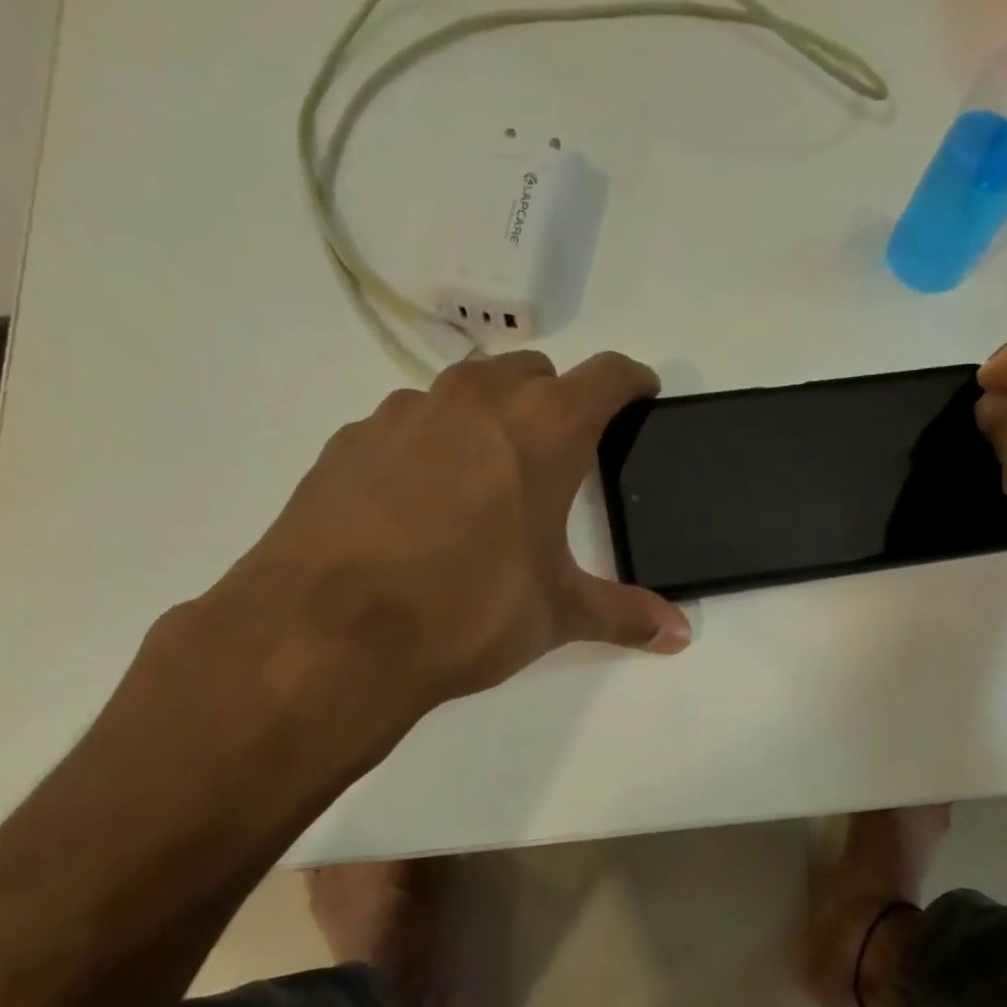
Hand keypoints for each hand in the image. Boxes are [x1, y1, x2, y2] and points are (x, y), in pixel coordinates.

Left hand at [182, 350, 690, 780]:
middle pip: (534, 371)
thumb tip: (679, 635)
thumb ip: (624, 614)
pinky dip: (428, 445)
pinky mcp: (351, 438)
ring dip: (490, 416)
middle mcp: (477, 400)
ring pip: (466, 390)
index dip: (632, 382)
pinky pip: (408, 424)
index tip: (641, 395)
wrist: (327, 635)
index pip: (608, 375)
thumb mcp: (557, 614)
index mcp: (544, 427)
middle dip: (557, 398)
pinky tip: (417, 502)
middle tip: (561, 452)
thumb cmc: (467, 612)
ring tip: (487, 479)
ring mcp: (406, 412)